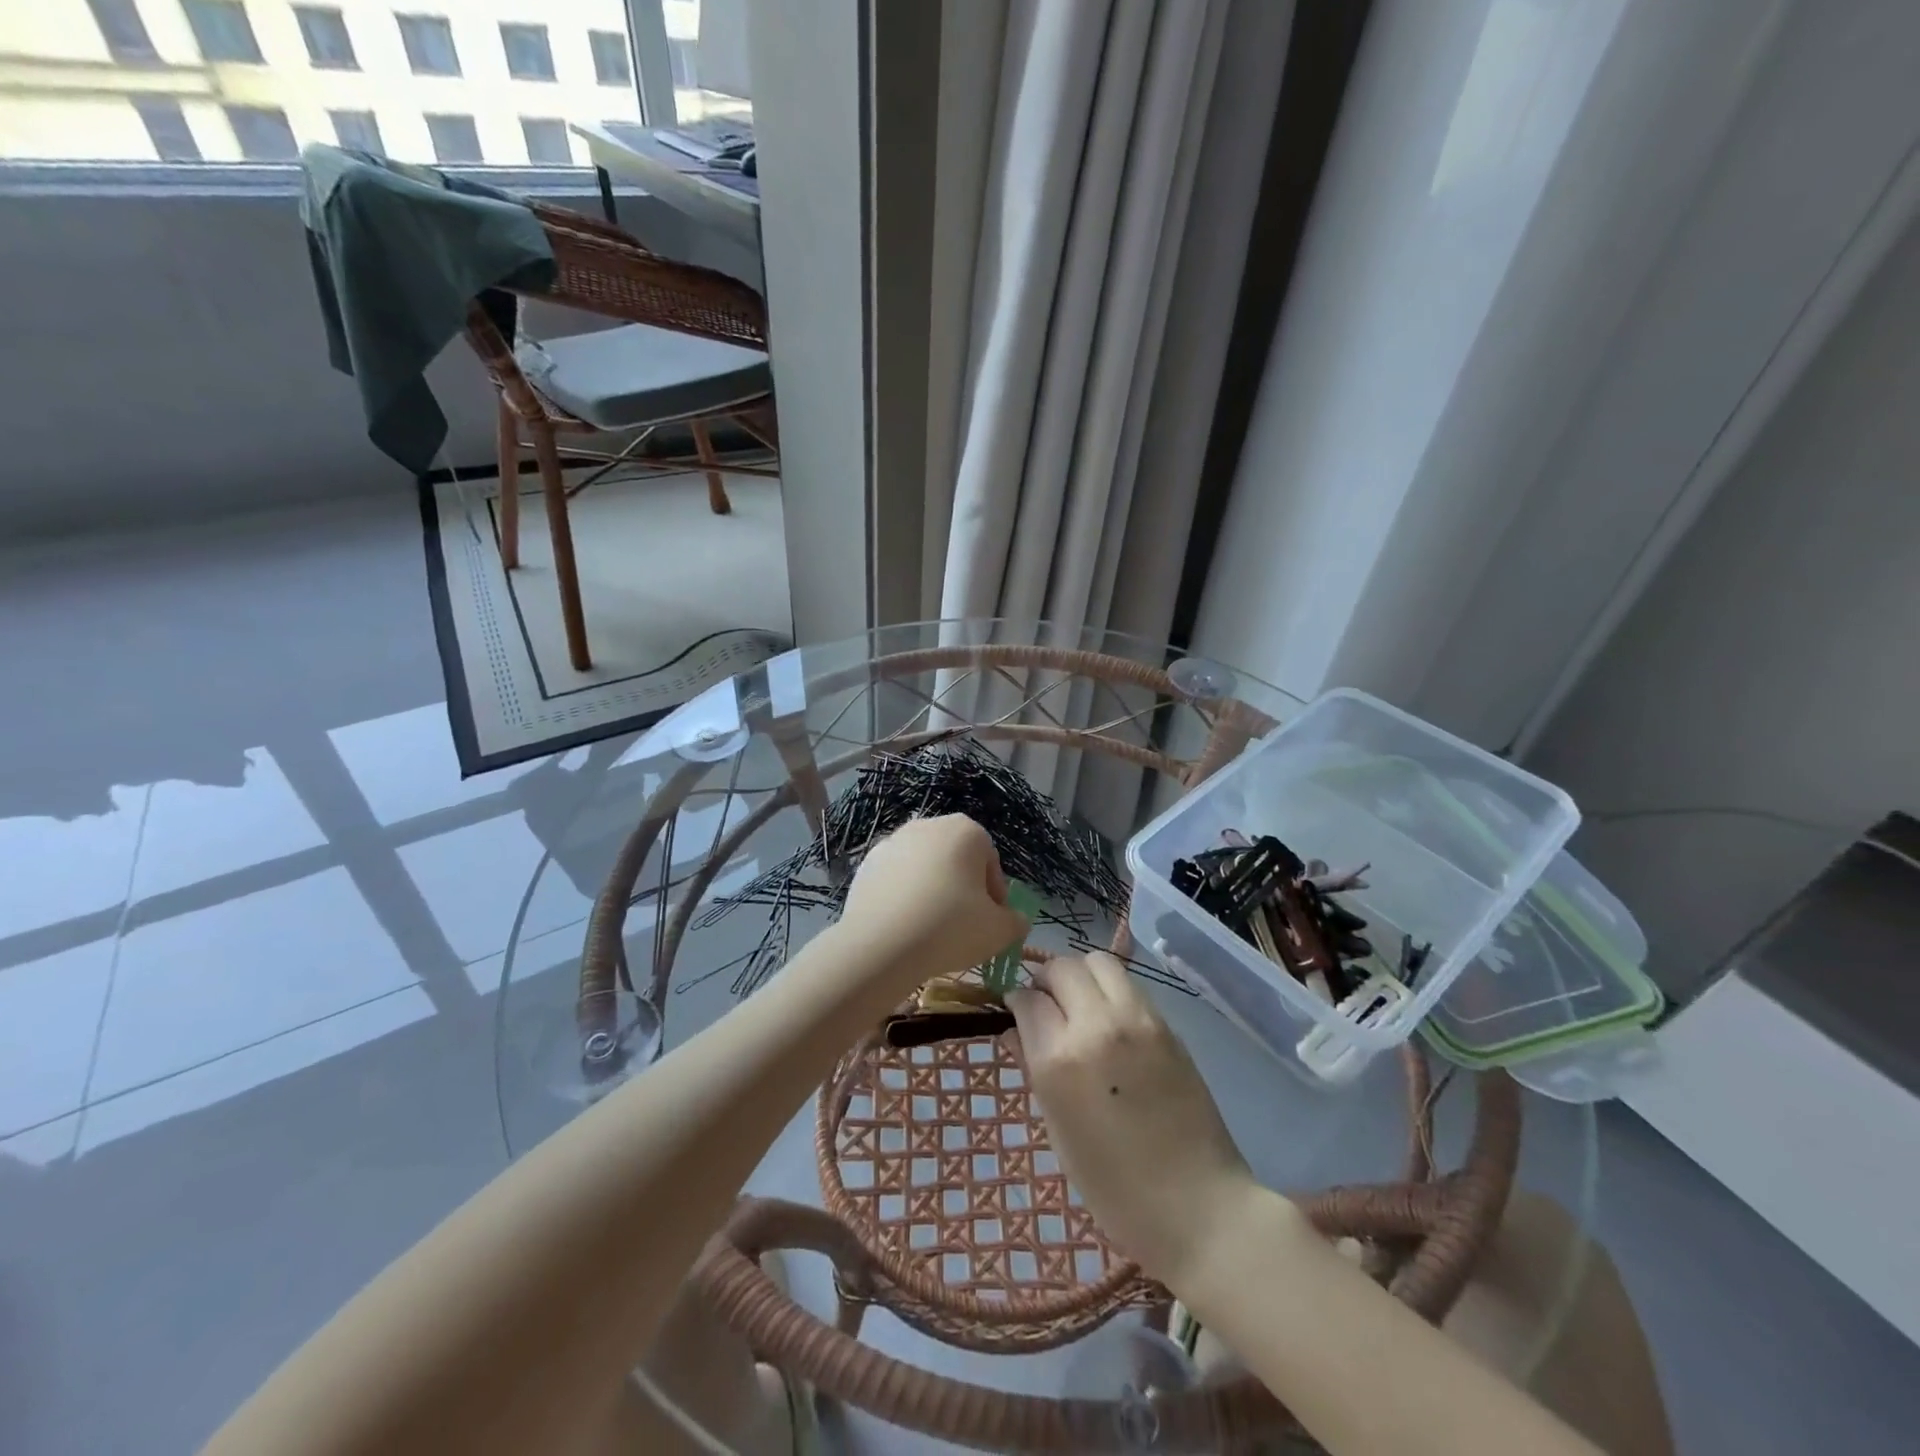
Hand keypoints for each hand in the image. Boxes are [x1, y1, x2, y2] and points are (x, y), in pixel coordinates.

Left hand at [837, 815, 1029, 993]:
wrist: (880, 944)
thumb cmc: (950, 928)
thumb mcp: (999, 932)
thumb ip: (1015, 922)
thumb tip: (1014, 920)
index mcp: (966, 830)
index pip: (990, 863)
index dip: (994, 896)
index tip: (990, 923)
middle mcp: (929, 825)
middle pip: (956, 860)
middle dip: (962, 889)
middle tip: (962, 926)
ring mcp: (893, 841)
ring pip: (924, 868)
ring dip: (931, 891)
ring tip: (930, 929)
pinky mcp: (867, 863)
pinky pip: (896, 879)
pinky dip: (903, 897)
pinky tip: (903, 926)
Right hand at [1007, 954, 1264, 1284]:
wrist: (1197, 1204)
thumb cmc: (1113, 1185)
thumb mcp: (1057, 1129)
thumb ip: (1034, 1067)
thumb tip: (1016, 1029)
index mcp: (1061, 1059)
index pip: (1028, 999)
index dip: (1017, 1000)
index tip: (1016, 1010)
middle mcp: (1098, 1026)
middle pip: (1063, 967)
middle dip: (1046, 979)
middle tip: (1046, 1004)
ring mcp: (1138, 1020)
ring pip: (1099, 962)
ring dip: (1081, 975)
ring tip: (1080, 1005)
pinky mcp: (1168, 1024)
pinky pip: (1129, 986)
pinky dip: (1111, 991)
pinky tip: (1111, 1022)